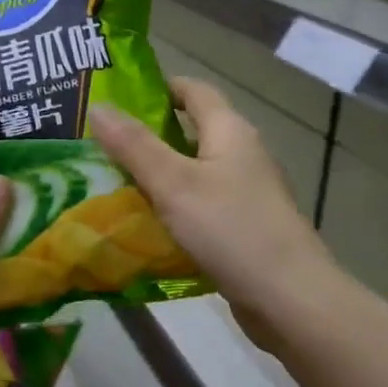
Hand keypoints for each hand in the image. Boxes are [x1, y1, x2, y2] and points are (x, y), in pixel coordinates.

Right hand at [91, 78, 336, 353]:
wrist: (289, 298)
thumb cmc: (231, 229)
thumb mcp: (174, 183)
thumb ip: (134, 146)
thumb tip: (98, 106)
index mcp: (231, 131)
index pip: (194, 91)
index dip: (158, 88)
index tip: (117, 98)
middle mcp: (242, 155)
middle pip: (191, 132)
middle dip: (148, 136)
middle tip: (100, 145)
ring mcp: (246, 194)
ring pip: (194, 173)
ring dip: (157, 176)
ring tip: (111, 183)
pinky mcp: (244, 228)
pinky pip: (200, 207)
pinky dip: (173, 209)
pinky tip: (144, 225)